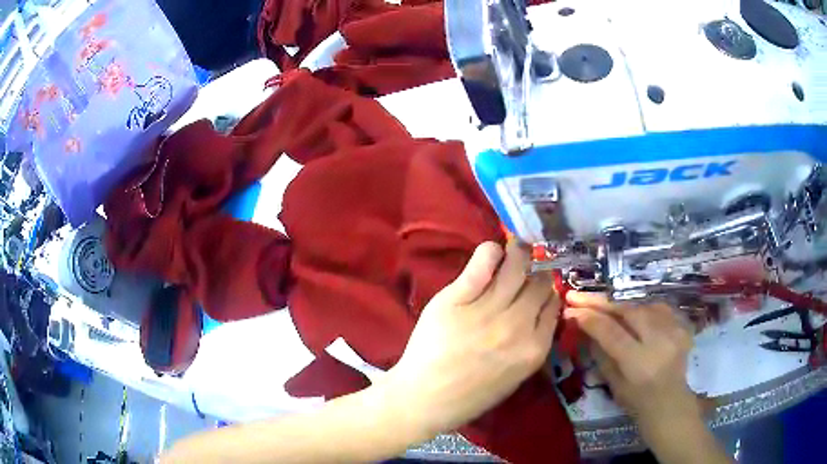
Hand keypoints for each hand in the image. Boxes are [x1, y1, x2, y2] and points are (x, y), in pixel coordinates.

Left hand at [387, 241, 560, 434]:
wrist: (424, 399)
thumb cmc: (470, 394)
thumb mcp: (515, 376)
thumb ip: (532, 343)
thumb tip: (539, 310)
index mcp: (535, 349)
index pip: (553, 304)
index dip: (547, 293)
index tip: (538, 290)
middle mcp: (518, 326)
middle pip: (539, 283)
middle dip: (536, 275)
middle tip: (525, 272)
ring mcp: (487, 310)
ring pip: (517, 268)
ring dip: (519, 255)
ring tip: (513, 252)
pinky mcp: (457, 299)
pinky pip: (483, 263)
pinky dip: (491, 252)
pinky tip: (492, 253)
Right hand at [563, 292, 696, 428]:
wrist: (670, 402)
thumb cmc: (637, 401)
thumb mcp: (613, 383)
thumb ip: (600, 353)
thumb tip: (583, 325)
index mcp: (640, 363)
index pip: (611, 332)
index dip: (589, 318)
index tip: (570, 308)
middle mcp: (660, 341)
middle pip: (628, 311)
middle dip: (601, 303)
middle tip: (578, 297)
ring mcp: (675, 330)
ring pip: (642, 305)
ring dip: (620, 306)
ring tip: (603, 308)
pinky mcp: (682, 325)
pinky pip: (657, 307)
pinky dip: (641, 308)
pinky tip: (632, 314)